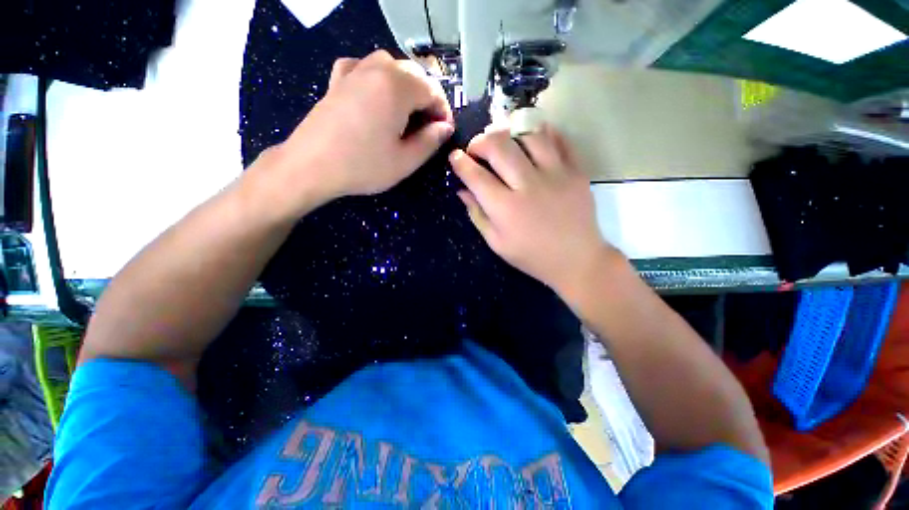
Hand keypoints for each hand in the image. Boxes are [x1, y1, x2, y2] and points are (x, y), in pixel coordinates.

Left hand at [252, 51, 454, 217]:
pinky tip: (376, 93)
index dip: (444, 112)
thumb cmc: (363, 166)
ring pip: (391, 66)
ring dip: (406, 87)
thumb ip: (430, 141)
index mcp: (397, 87)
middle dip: (427, 99)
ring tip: (407, 112)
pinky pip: (363, 67)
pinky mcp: (337, 80)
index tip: (444, 133)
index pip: (433, 91)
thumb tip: (444, 127)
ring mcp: (354, 71)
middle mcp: (377, 68)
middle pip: (414, 75)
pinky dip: (377, 77)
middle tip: (428, 127)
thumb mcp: (405, 161)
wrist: (311, 166)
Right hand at [451, 125, 612, 292]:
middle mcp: (529, 185)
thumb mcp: (496, 242)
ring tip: (504, 140)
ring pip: (529, 134)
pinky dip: (543, 132)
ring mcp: (556, 174)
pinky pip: (560, 139)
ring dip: (510, 131)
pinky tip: (532, 138)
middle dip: (481, 141)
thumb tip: (462, 190)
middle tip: (477, 149)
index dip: (461, 163)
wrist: (576, 259)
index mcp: (505, 208)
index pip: (476, 176)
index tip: (455, 157)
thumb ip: (477, 214)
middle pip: (499, 146)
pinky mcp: (577, 171)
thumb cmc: (531, 255)